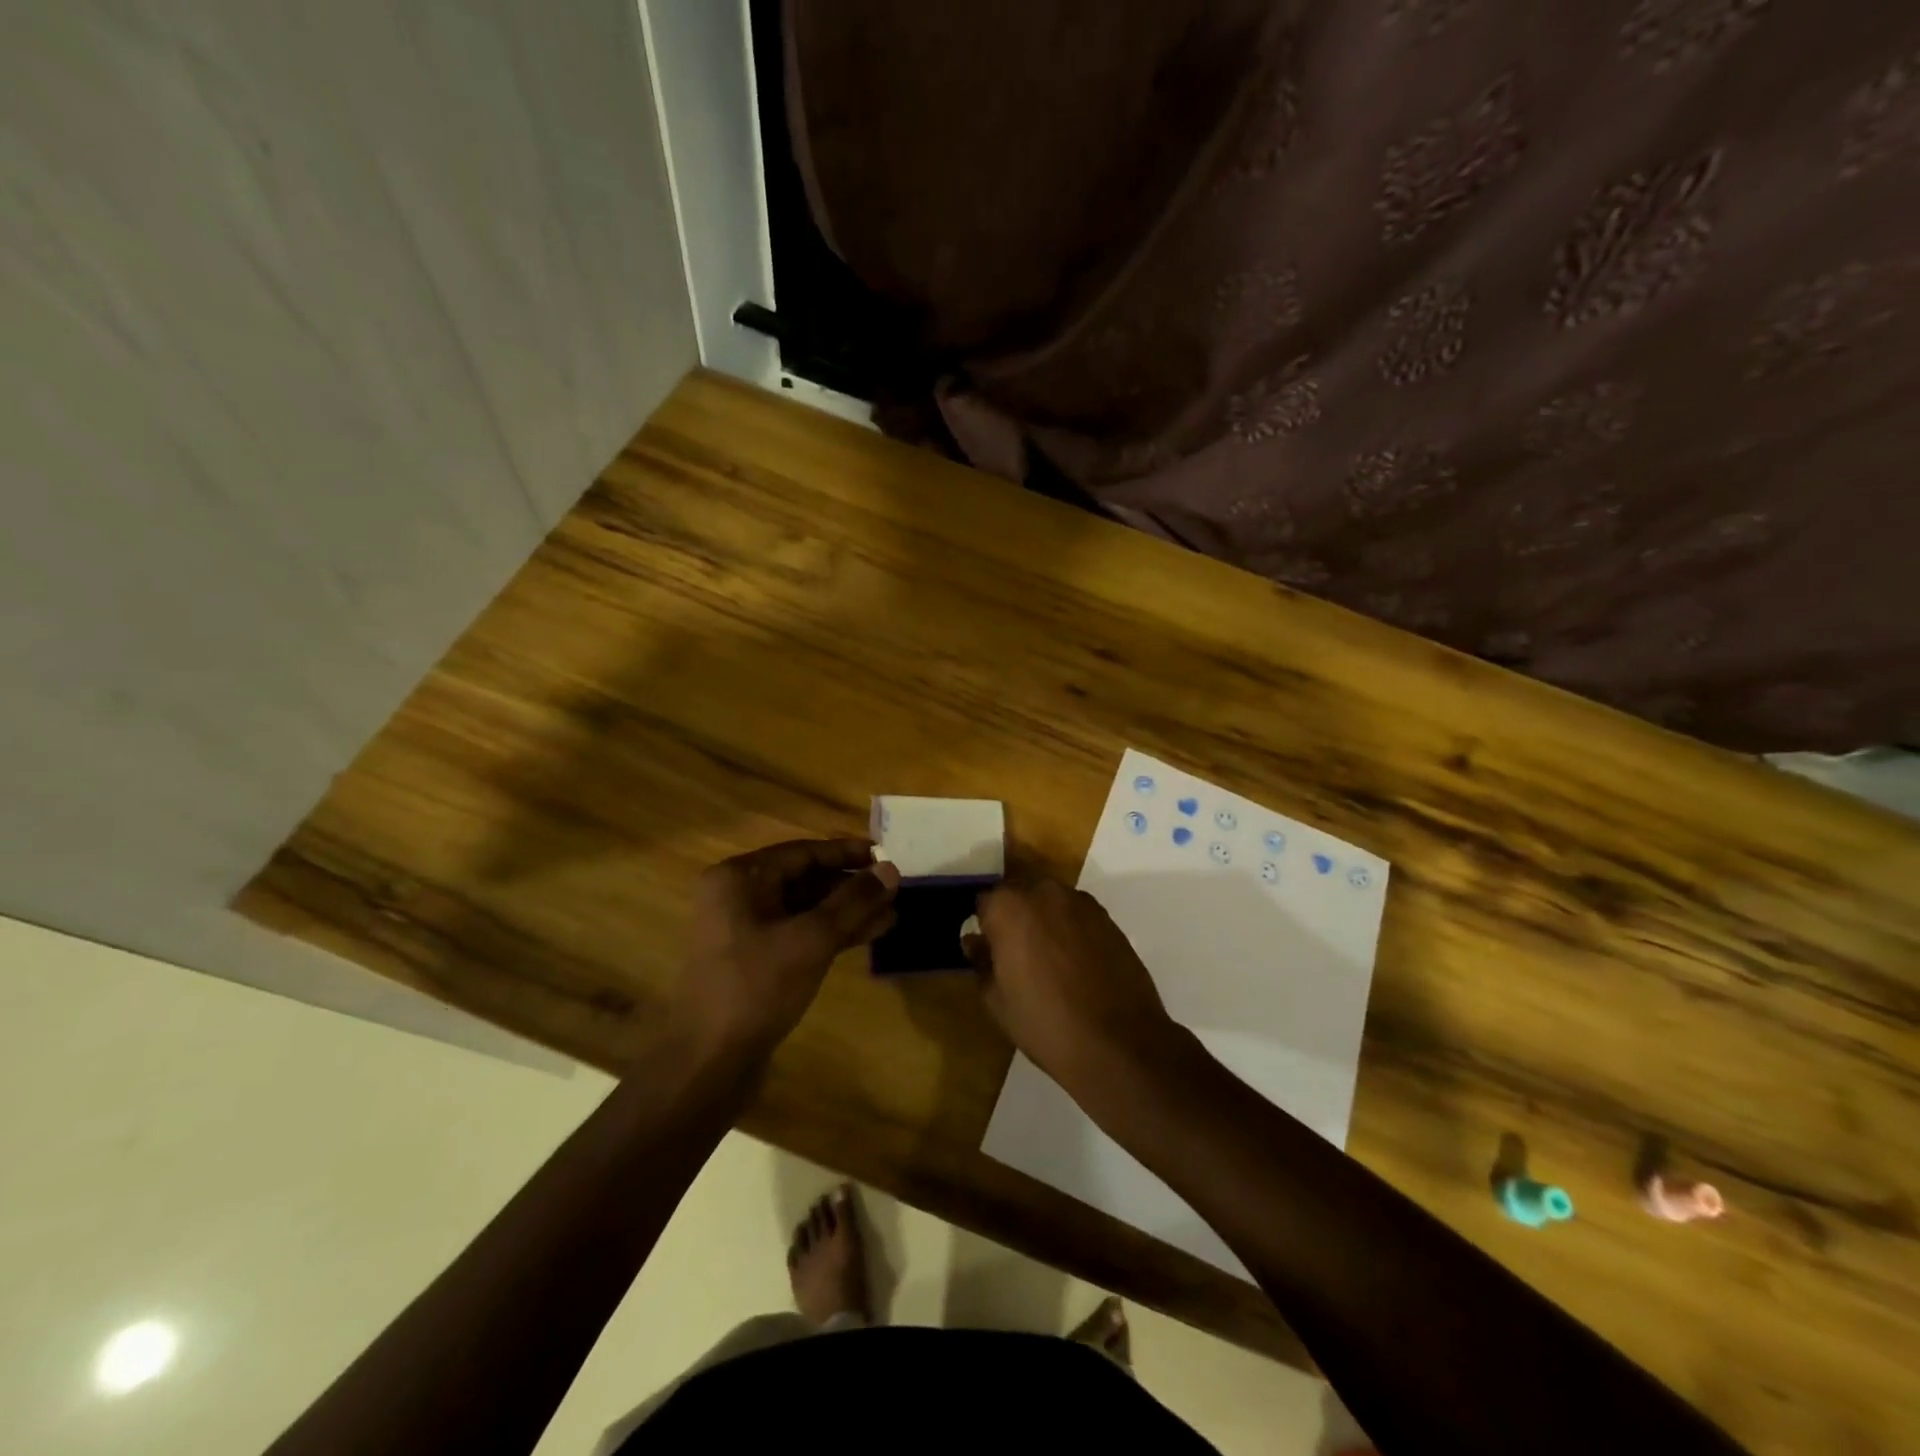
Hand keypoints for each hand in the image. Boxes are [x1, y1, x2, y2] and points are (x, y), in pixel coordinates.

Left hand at [671, 839, 900, 1061]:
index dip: (847, 853)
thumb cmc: (757, 987)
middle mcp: (738, 895)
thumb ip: (853, 901)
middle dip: (851, 886)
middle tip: (893, 889)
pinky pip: (798, 933)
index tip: (886, 855)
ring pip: (805, 909)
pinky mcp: (754, 959)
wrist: (708, 1062)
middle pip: (805, 879)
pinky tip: (867, 936)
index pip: (803, 852)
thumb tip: (891, 869)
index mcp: (740, 878)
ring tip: (891, 915)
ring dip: (846, 912)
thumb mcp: (811, 939)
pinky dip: (831, 933)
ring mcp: (745, 929)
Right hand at [966, 880, 1182, 1092]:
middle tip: (1018, 957)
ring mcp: (1081, 902)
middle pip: (1020, 896)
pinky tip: (1077, 965)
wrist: (1117, 1042)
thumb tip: (975, 942)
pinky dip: (1072, 931)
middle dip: (1015, 919)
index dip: (985, 927)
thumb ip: (982, 962)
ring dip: (1045, 922)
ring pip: (1051, 903)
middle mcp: (1044, 892)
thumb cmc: (1045, 1023)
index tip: (989, 951)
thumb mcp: (997, 1000)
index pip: (985, 902)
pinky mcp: (1108, 918)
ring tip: (1050, 963)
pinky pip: (1078, 916)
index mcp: (1008, 907)